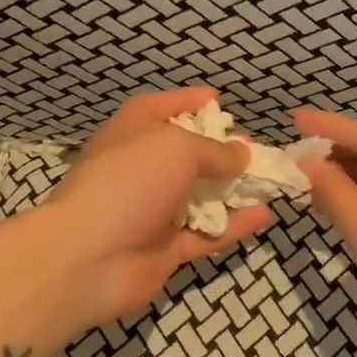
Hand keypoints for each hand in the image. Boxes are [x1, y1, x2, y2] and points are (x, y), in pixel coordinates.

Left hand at [41, 88, 273, 332]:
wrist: (88, 257)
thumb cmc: (129, 182)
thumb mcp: (176, 147)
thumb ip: (214, 150)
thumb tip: (242, 153)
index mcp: (130, 134)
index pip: (159, 108)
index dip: (187, 100)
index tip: (219, 99)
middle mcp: (140, 169)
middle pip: (183, 154)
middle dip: (218, 150)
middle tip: (253, 147)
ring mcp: (151, 211)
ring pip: (199, 196)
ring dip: (232, 189)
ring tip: (268, 180)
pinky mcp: (164, 249)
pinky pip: (206, 233)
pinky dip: (233, 224)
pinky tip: (265, 214)